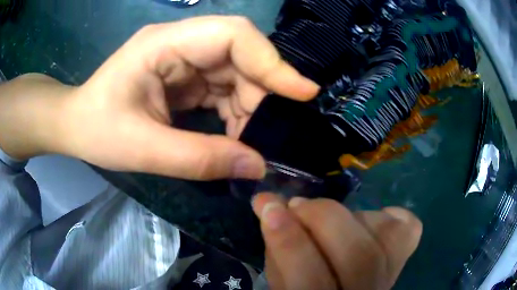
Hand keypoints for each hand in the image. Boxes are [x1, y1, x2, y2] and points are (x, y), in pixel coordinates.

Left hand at [0, 16, 317, 179]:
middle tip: (268, 133)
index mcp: (164, 44)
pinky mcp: (184, 76)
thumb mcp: (142, 150)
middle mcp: (179, 43)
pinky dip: (234, 112)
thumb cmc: (96, 130)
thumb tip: (257, 166)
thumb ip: (199, 159)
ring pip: (236, 73)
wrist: (76, 125)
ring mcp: (183, 59)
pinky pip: (223, 88)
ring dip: (248, 107)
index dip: (272, 61)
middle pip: (240, 55)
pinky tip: (232, 136)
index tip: (303, 92)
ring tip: (246, 142)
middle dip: (260, 93)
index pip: (232, 35)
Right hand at [253, 193, 422, 289]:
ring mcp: (390, 276)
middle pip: (359, 256)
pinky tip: (371, 219)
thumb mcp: (283, 280)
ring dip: (350, 215)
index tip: (268, 206)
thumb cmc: (307, 288)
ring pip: (386, 238)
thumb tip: (269, 205)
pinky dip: (390, 216)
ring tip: (328, 215)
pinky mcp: (403, 260)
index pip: (310, 282)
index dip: (289, 242)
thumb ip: (277, 249)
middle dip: (323, 218)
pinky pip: (408, 229)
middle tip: (298, 205)